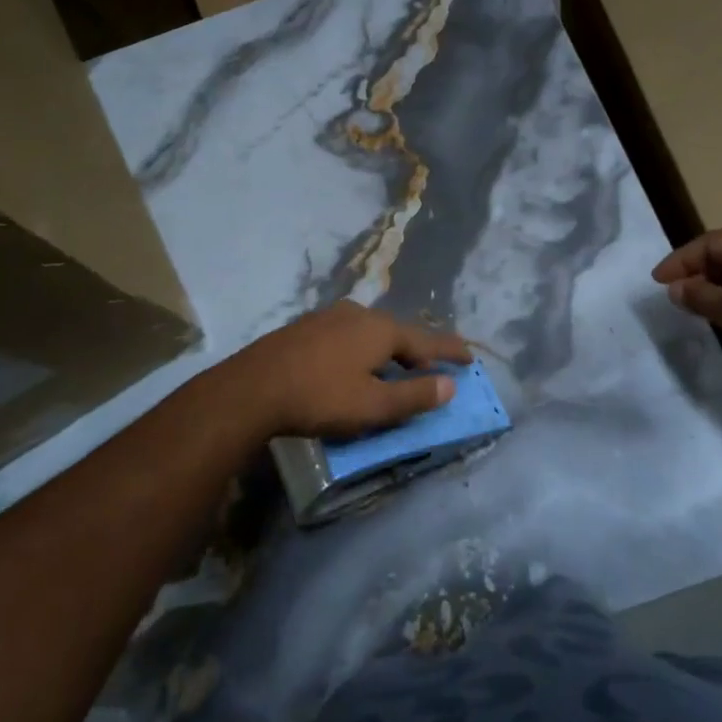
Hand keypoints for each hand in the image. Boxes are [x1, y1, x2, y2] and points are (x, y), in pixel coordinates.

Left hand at [228, 301, 472, 438]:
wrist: (251, 388)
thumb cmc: (320, 397)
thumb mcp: (373, 406)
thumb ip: (414, 396)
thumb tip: (449, 385)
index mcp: (381, 330)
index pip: (426, 341)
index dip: (449, 351)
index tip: (470, 356)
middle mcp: (358, 315)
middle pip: (398, 333)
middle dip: (418, 349)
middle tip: (434, 364)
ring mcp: (328, 318)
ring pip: (370, 332)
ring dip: (388, 350)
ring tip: (396, 365)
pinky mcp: (305, 329)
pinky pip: (347, 336)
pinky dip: (362, 350)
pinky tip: (354, 364)